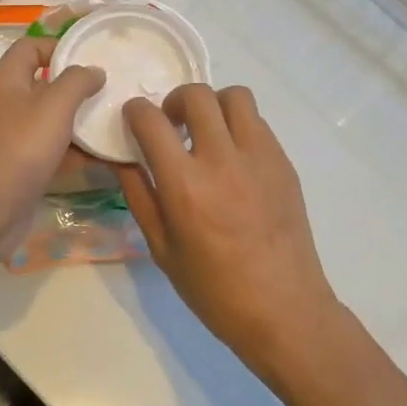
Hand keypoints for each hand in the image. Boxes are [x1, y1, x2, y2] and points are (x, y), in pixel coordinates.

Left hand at [0, 36, 105, 268]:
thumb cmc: (18, 149)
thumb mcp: (53, 107)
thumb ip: (76, 81)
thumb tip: (94, 70)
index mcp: (8, 78)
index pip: (32, 46)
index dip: (61, 45)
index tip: (95, 54)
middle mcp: (8, 102)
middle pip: (46, 83)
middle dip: (79, 85)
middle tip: (115, 87)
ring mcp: (14, 135)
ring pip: (53, 118)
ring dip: (81, 119)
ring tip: (118, 118)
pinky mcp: (22, 164)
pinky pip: (54, 148)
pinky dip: (76, 150)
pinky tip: (107, 156)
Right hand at [116, 84, 337, 379]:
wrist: (285, 310)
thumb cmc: (214, 290)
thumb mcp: (161, 248)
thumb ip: (139, 195)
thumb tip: (122, 157)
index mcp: (185, 185)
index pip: (151, 120)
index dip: (135, 111)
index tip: (134, 119)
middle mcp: (223, 160)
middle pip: (196, 95)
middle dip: (174, 101)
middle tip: (172, 126)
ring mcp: (259, 157)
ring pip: (235, 96)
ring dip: (213, 105)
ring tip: (207, 133)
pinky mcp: (283, 163)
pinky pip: (258, 122)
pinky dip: (238, 126)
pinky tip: (233, 158)